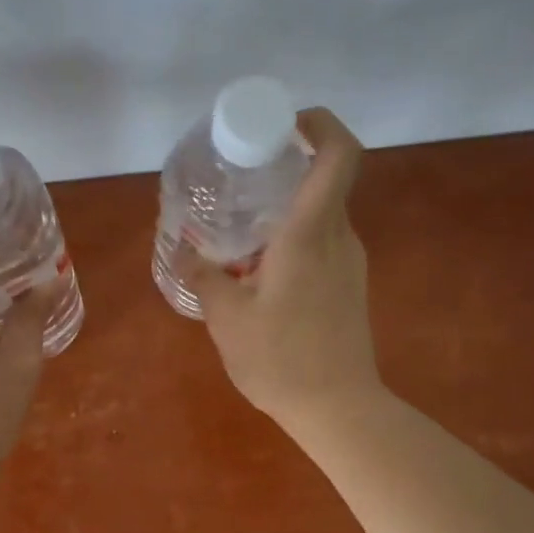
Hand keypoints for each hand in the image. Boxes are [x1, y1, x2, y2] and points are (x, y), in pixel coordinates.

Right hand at [186, 107, 383, 429]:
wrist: (338, 409)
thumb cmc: (281, 360)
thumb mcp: (227, 319)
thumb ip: (203, 277)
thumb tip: (183, 252)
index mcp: (310, 234)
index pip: (338, 154)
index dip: (319, 124)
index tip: (283, 124)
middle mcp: (339, 238)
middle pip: (323, 181)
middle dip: (284, 170)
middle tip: (239, 180)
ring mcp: (350, 264)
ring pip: (320, 217)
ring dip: (284, 213)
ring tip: (239, 233)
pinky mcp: (350, 288)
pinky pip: (322, 246)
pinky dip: (292, 242)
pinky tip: (259, 272)